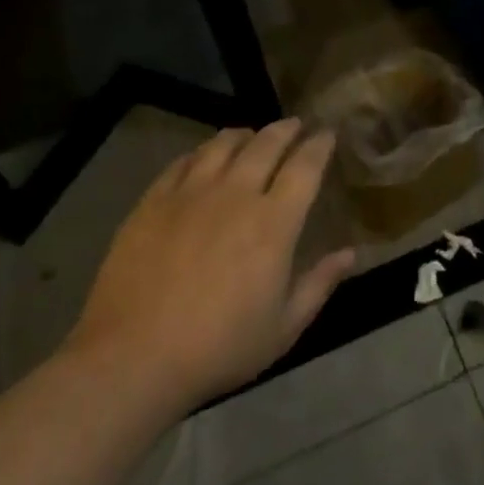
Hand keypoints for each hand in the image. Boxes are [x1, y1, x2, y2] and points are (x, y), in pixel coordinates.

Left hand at [64, 119, 355, 410]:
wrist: (132, 359)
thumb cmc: (218, 348)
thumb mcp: (282, 329)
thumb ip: (319, 285)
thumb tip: (350, 253)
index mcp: (274, 222)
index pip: (305, 166)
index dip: (319, 145)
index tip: (327, 133)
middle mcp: (236, 194)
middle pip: (266, 144)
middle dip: (286, 129)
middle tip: (295, 125)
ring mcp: (191, 193)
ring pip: (223, 144)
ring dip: (245, 134)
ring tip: (251, 135)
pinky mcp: (153, 201)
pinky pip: (183, 161)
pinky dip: (202, 152)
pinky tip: (204, 157)